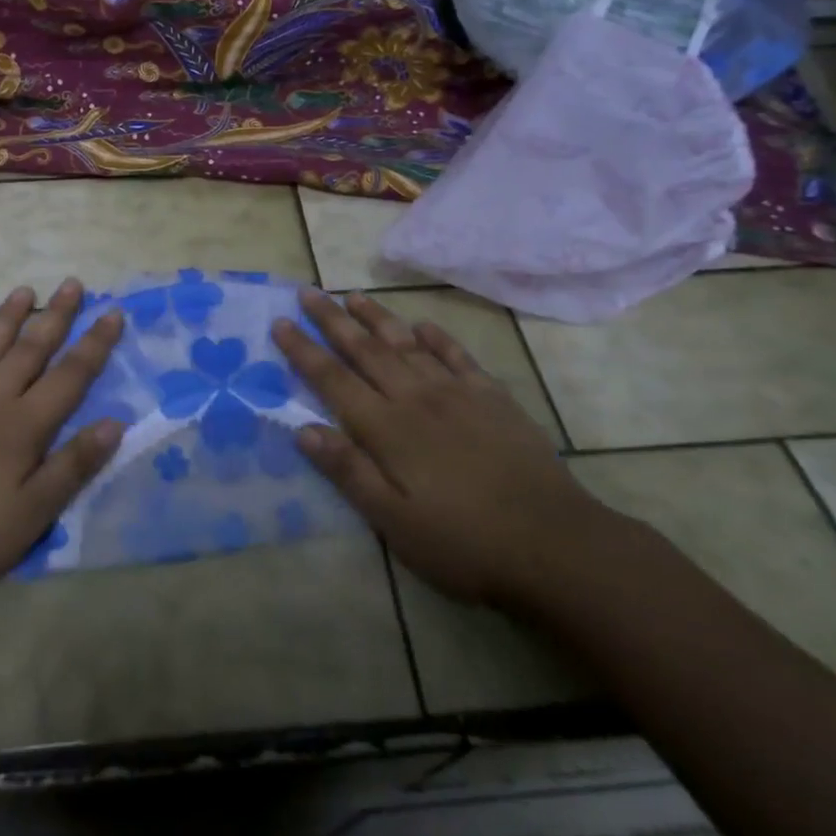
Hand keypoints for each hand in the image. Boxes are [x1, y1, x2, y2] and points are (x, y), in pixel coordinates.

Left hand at [0, 280, 124, 614]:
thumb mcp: (30, 517)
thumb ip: (72, 466)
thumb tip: (115, 422)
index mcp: (21, 427)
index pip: (70, 376)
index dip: (95, 344)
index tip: (112, 311)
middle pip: (29, 350)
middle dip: (56, 316)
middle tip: (73, 283)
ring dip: (8, 318)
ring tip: (25, 291)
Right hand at [273, 290, 606, 611]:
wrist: (554, 544)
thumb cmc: (464, 542)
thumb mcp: (394, 521)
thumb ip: (349, 471)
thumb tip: (303, 429)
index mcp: (388, 429)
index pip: (333, 380)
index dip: (304, 351)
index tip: (280, 323)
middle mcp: (416, 399)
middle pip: (366, 350)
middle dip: (332, 320)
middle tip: (308, 292)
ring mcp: (458, 393)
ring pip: (407, 344)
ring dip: (377, 318)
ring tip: (353, 296)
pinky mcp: (493, 398)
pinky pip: (458, 356)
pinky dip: (436, 337)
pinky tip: (423, 325)